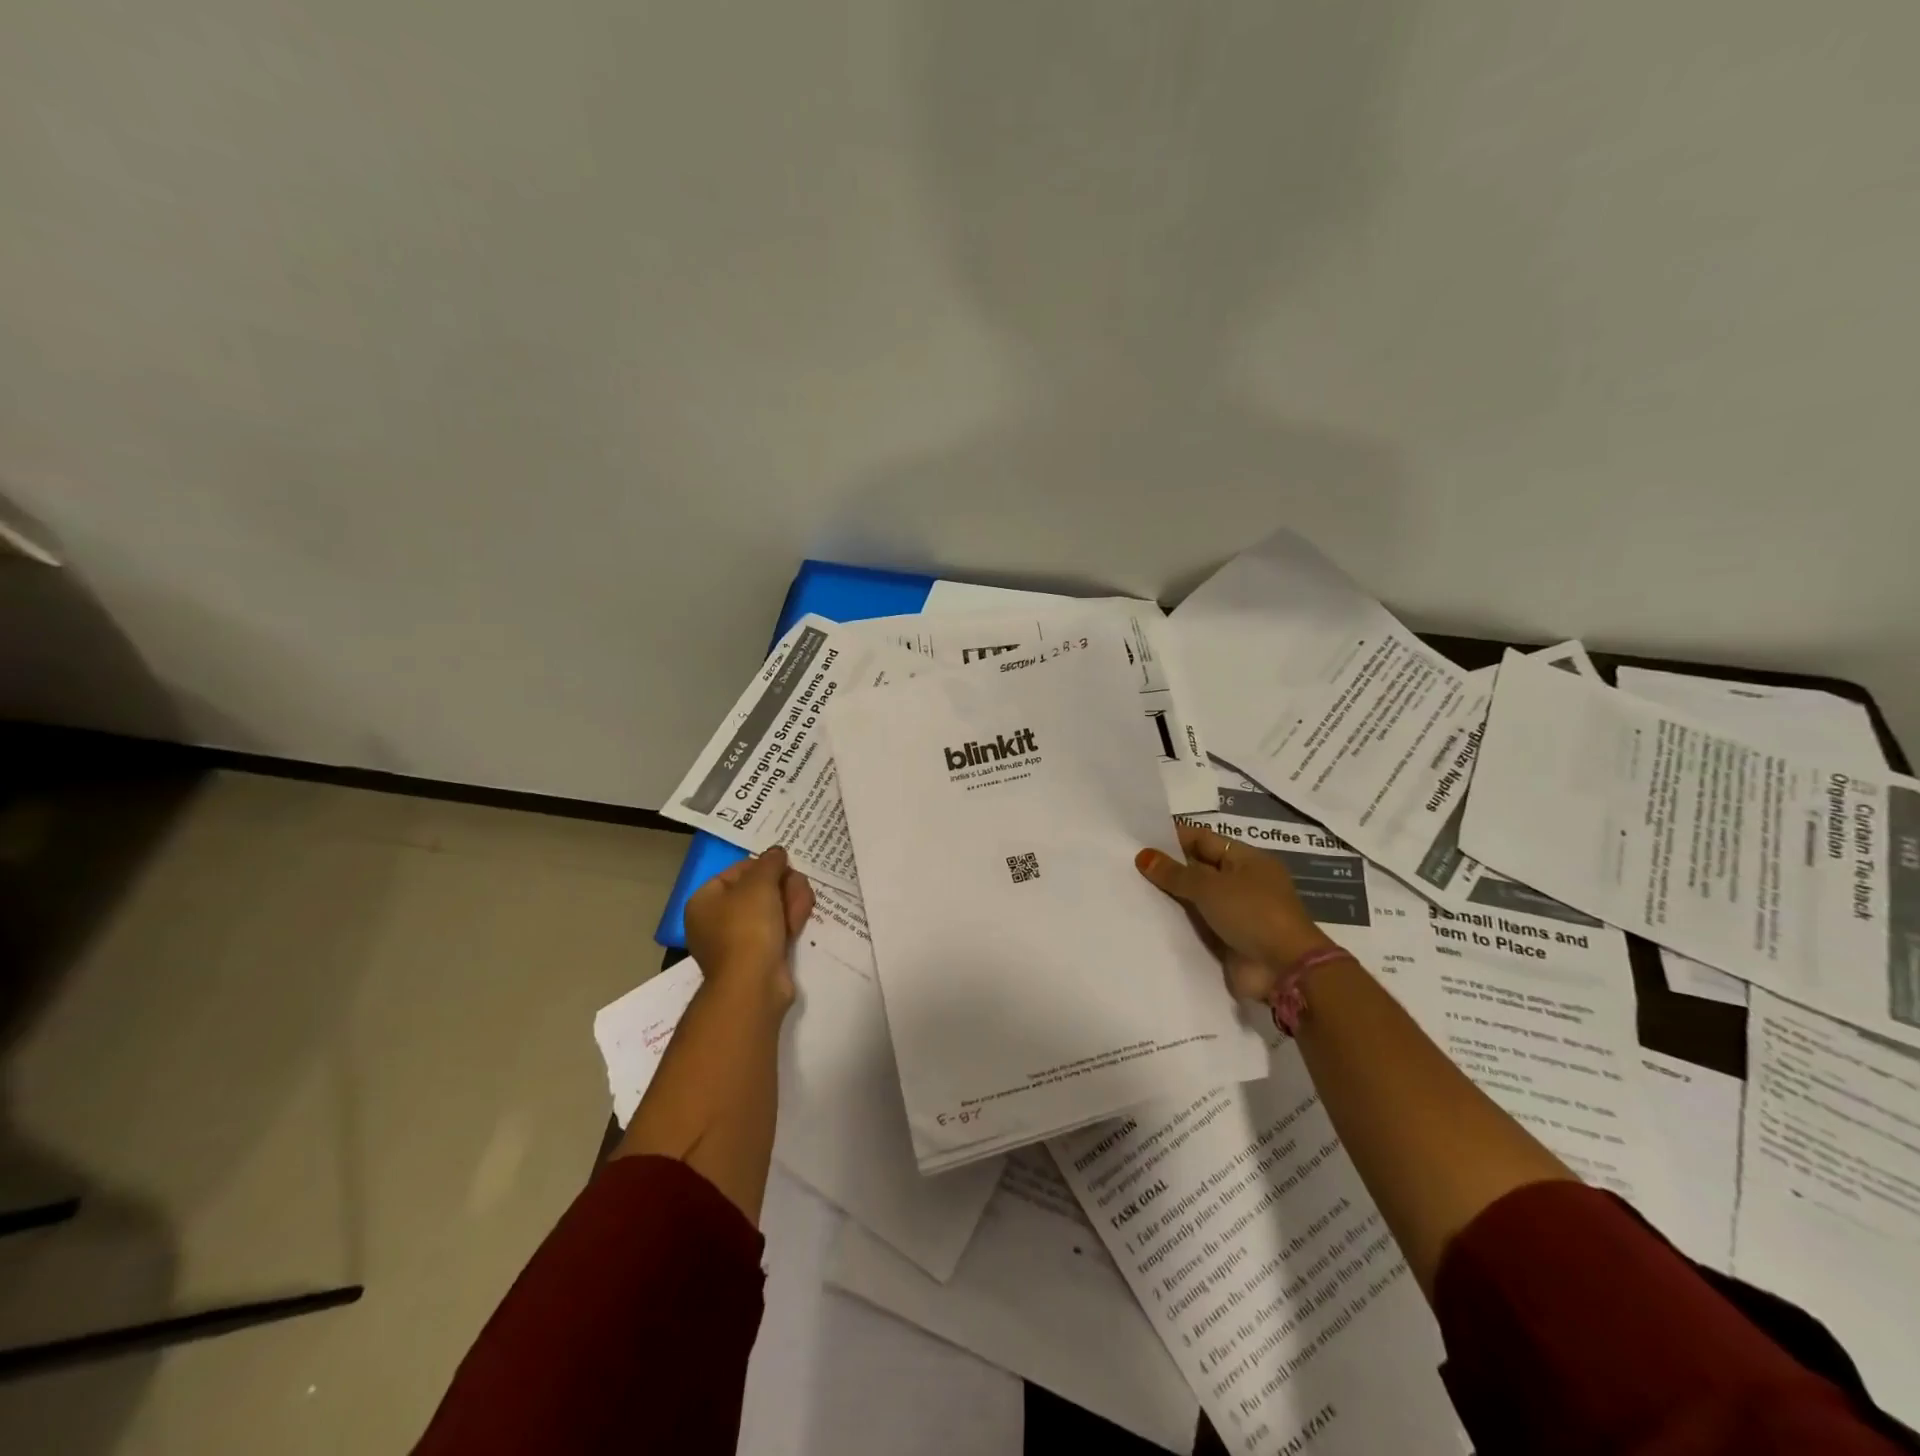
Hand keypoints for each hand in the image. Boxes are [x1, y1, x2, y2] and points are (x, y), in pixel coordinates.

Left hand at [684, 846, 814, 1007]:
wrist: (754, 984)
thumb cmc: (747, 927)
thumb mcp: (759, 884)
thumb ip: (770, 862)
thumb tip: (776, 852)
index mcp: (705, 900)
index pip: (738, 871)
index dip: (764, 866)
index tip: (785, 867)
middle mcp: (716, 920)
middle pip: (758, 890)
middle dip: (783, 886)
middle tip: (797, 888)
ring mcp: (737, 940)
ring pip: (771, 909)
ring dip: (790, 903)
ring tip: (802, 908)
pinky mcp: (758, 956)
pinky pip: (776, 930)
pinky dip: (789, 924)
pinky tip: (800, 922)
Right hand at [1136, 823, 1336, 1001]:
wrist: (1284, 970)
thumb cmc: (1252, 914)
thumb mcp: (1210, 887)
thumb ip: (1174, 873)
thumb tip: (1143, 856)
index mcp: (1247, 859)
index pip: (1203, 839)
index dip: (1173, 838)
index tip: (1139, 841)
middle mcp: (1242, 882)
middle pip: (1198, 868)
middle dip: (1168, 868)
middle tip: (1129, 865)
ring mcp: (1236, 912)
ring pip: (1196, 898)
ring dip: (1170, 896)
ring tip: (1132, 889)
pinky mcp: (1229, 939)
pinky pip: (1198, 924)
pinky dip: (1178, 921)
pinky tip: (1148, 918)